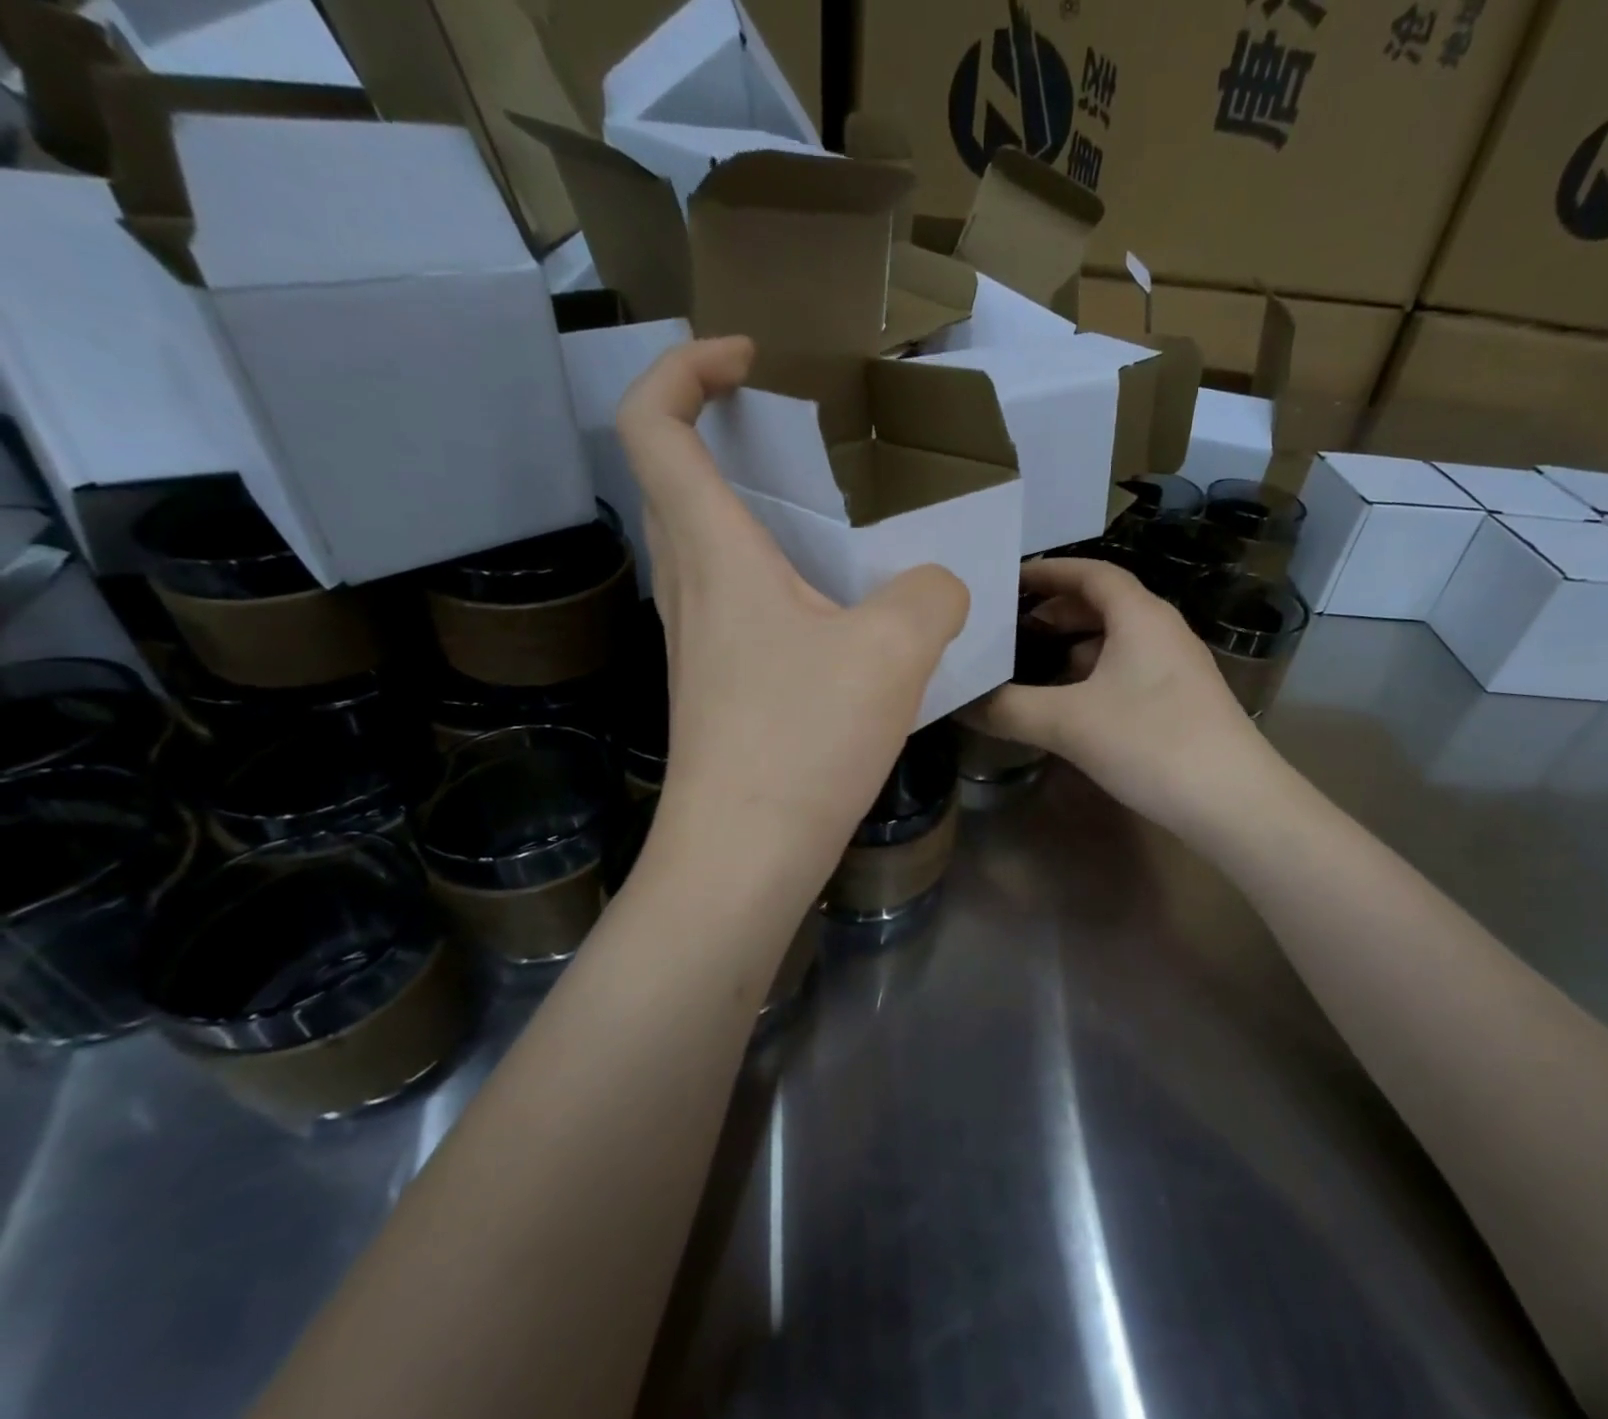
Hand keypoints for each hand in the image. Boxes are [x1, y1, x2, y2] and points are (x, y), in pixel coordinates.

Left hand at [617, 337, 967, 883]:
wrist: (743, 854)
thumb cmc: (803, 740)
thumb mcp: (894, 652)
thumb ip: (931, 594)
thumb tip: (937, 589)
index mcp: (715, 552)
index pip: (653, 424)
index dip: (685, 367)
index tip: (748, 358)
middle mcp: (689, 584)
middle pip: (670, 475)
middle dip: (717, 426)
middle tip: (792, 430)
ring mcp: (697, 638)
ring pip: (701, 540)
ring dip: (748, 505)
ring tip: (828, 518)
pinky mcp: (717, 682)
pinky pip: (733, 596)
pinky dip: (771, 571)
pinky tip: (833, 609)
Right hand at [962, 558, 1269, 838]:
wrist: (1235, 803)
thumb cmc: (1151, 743)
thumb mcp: (1068, 723)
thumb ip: (1008, 708)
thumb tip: (958, 702)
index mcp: (1141, 616)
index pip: (1091, 572)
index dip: (1048, 571)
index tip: (1008, 579)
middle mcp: (1163, 631)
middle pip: (1104, 604)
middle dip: (1056, 611)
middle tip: (1011, 626)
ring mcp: (1177, 668)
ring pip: (1117, 641)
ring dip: (1074, 646)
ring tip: (1032, 664)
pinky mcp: (1182, 702)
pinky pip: (1129, 671)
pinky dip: (1094, 675)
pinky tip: (1071, 705)